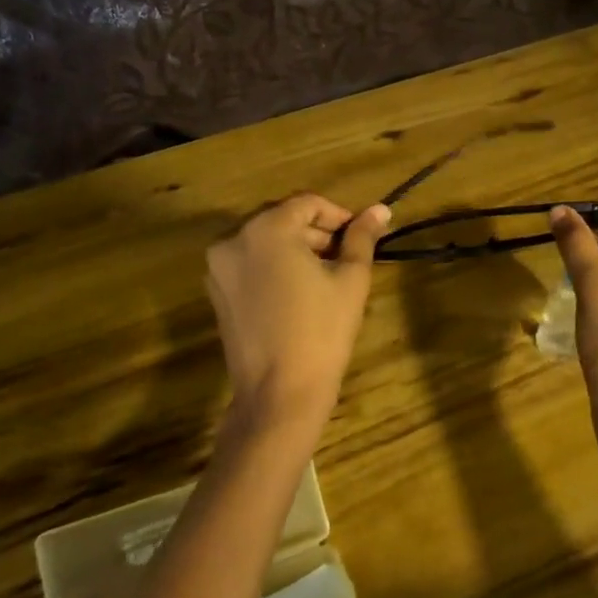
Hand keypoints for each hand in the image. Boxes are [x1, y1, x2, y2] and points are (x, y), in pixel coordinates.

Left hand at [205, 193, 391, 428]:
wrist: (279, 394)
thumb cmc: (322, 331)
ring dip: (295, 248)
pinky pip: (249, 263)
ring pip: (264, 241)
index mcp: (266, 229)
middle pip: (282, 218)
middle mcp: (234, 239)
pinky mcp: (216, 292)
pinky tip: (298, 292)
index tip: (359, 237)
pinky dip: (273, 266)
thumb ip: (362, 238)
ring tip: (325, 275)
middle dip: (316, 231)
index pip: (307, 203)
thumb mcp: (350, 279)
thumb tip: (381, 209)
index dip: (338, 215)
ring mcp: (219, 267)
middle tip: (346, 256)